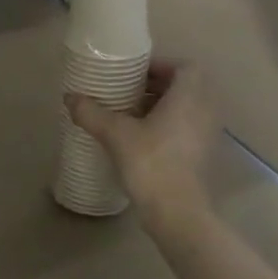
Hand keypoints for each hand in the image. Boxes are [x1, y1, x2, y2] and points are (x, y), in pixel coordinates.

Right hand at [65, 61, 215, 235]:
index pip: (185, 67)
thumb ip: (91, 112)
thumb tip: (69, 97)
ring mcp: (208, 135)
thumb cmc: (151, 162)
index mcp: (189, 97)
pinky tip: (141, 139)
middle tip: (128, 91)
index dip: (161, 65)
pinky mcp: (204, 156)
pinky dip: (169, 126)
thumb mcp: (115, 134)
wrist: (178, 212)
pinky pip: (188, 128)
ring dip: (163, 106)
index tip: (134, 73)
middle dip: (158, 85)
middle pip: (186, 87)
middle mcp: (205, 111)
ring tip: (131, 114)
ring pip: (188, 109)